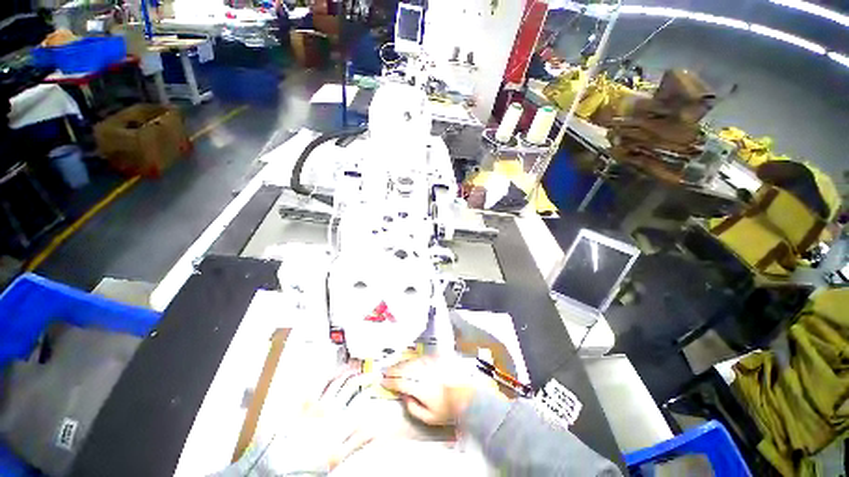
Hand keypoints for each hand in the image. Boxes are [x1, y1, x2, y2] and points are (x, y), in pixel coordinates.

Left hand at [293, 364, 377, 470]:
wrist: (286, 463)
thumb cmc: (312, 461)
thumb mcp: (338, 456)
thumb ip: (357, 441)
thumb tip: (375, 430)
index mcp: (341, 421)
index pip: (360, 398)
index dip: (369, 388)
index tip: (375, 382)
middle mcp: (331, 408)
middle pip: (350, 386)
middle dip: (361, 377)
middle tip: (367, 371)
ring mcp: (318, 403)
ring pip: (336, 381)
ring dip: (346, 372)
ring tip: (352, 367)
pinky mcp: (306, 403)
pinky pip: (318, 384)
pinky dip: (326, 375)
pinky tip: (330, 371)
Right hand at [381, 357, 477, 425]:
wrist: (469, 395)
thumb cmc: (449, 409)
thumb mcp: (429, 417)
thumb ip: (413, 408)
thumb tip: (405, 397)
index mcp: (419, 387)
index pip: (400, 382)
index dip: (390, 381)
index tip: (382, 381)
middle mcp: (423, 372)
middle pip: (404, 368)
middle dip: (393, 370)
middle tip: (385, 371)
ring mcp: (430, 363)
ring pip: (411, 361)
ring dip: (401, 363)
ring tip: (395, 366)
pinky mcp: (437, 359)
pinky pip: (420, 357)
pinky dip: (413, 360)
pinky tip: (410, 362)